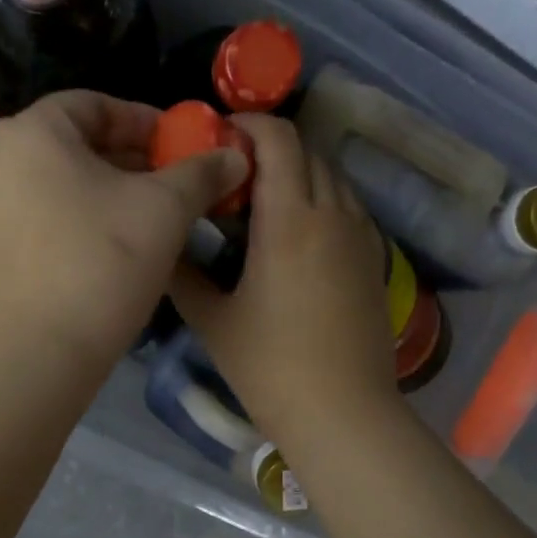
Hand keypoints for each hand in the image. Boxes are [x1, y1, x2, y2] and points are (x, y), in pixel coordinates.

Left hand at [0, 90, 249, 373]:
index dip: (145, 122)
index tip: (182, 148)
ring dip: (102, 196)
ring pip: (52, 187)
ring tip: (144, 225)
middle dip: (127, 162)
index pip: (94, 105)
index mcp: (28, 132)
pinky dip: (71, 225)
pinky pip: (33, 222)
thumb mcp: (163, 212)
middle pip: (71, 146)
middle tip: (171, 189)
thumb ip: (200, 174)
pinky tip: (104, 256)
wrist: (31, 359)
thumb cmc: (99, 267)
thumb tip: (235, 154)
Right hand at [170, 115, 400, 446]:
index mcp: (290, 220)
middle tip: (232, 175)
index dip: (248, 124)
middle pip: (308, 152)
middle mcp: (332, 214)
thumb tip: (161, 246)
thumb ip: (183, 275)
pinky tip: (298, 236)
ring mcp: (361, 237)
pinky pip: (348, 208)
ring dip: (299, 174)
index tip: (218, 136)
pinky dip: (321, 202)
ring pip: (333, 179)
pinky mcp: (375, 261)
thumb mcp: (214, 321)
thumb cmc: (270, 368)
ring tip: (263, 203)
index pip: (278, 139)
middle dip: (270, 148)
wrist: (342, 413)